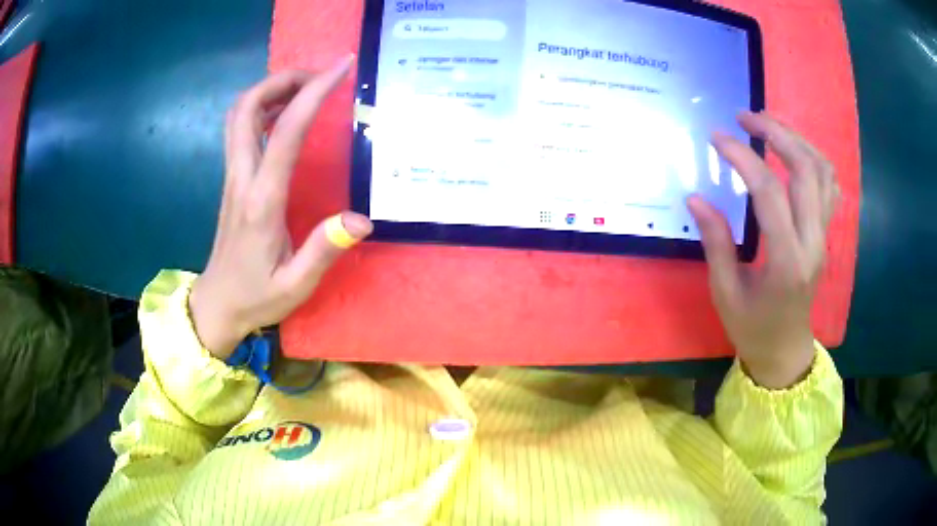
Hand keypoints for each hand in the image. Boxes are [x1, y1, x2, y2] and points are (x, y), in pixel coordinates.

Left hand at [189, 58, 372, 359]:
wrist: (216, 305)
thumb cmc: (256, 297)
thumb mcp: (295, 285)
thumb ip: (324, 250)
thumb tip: (360, 219)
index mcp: (261, 200)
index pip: (285, 131)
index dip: (313, 92)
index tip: (340, 68)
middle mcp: (242, 178)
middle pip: (248, 107)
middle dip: (283, 79)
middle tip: (318, 75)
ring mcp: (232, 177)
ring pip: (239, 114)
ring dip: (270, 89)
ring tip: (305, 87)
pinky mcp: (231, 180)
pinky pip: (239, 129)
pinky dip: (261, 107)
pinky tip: (284, 114)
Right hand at [688, 112, 836, 388]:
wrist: (785, 349)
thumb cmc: (752, 328)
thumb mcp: (725, 293)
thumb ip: (715, 242)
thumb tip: (696, 197)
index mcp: (786, 262)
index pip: (770, 194)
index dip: (742, 158)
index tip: (717, 138)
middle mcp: (813, 243)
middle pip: (806, 170)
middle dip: (775, 133)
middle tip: (744, 117)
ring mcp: (824, 237)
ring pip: (823, 171)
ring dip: (796, 138)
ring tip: (768, 124)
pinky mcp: (826, 234)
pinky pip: (829, 185)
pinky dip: (813, 157)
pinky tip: (792, 150)